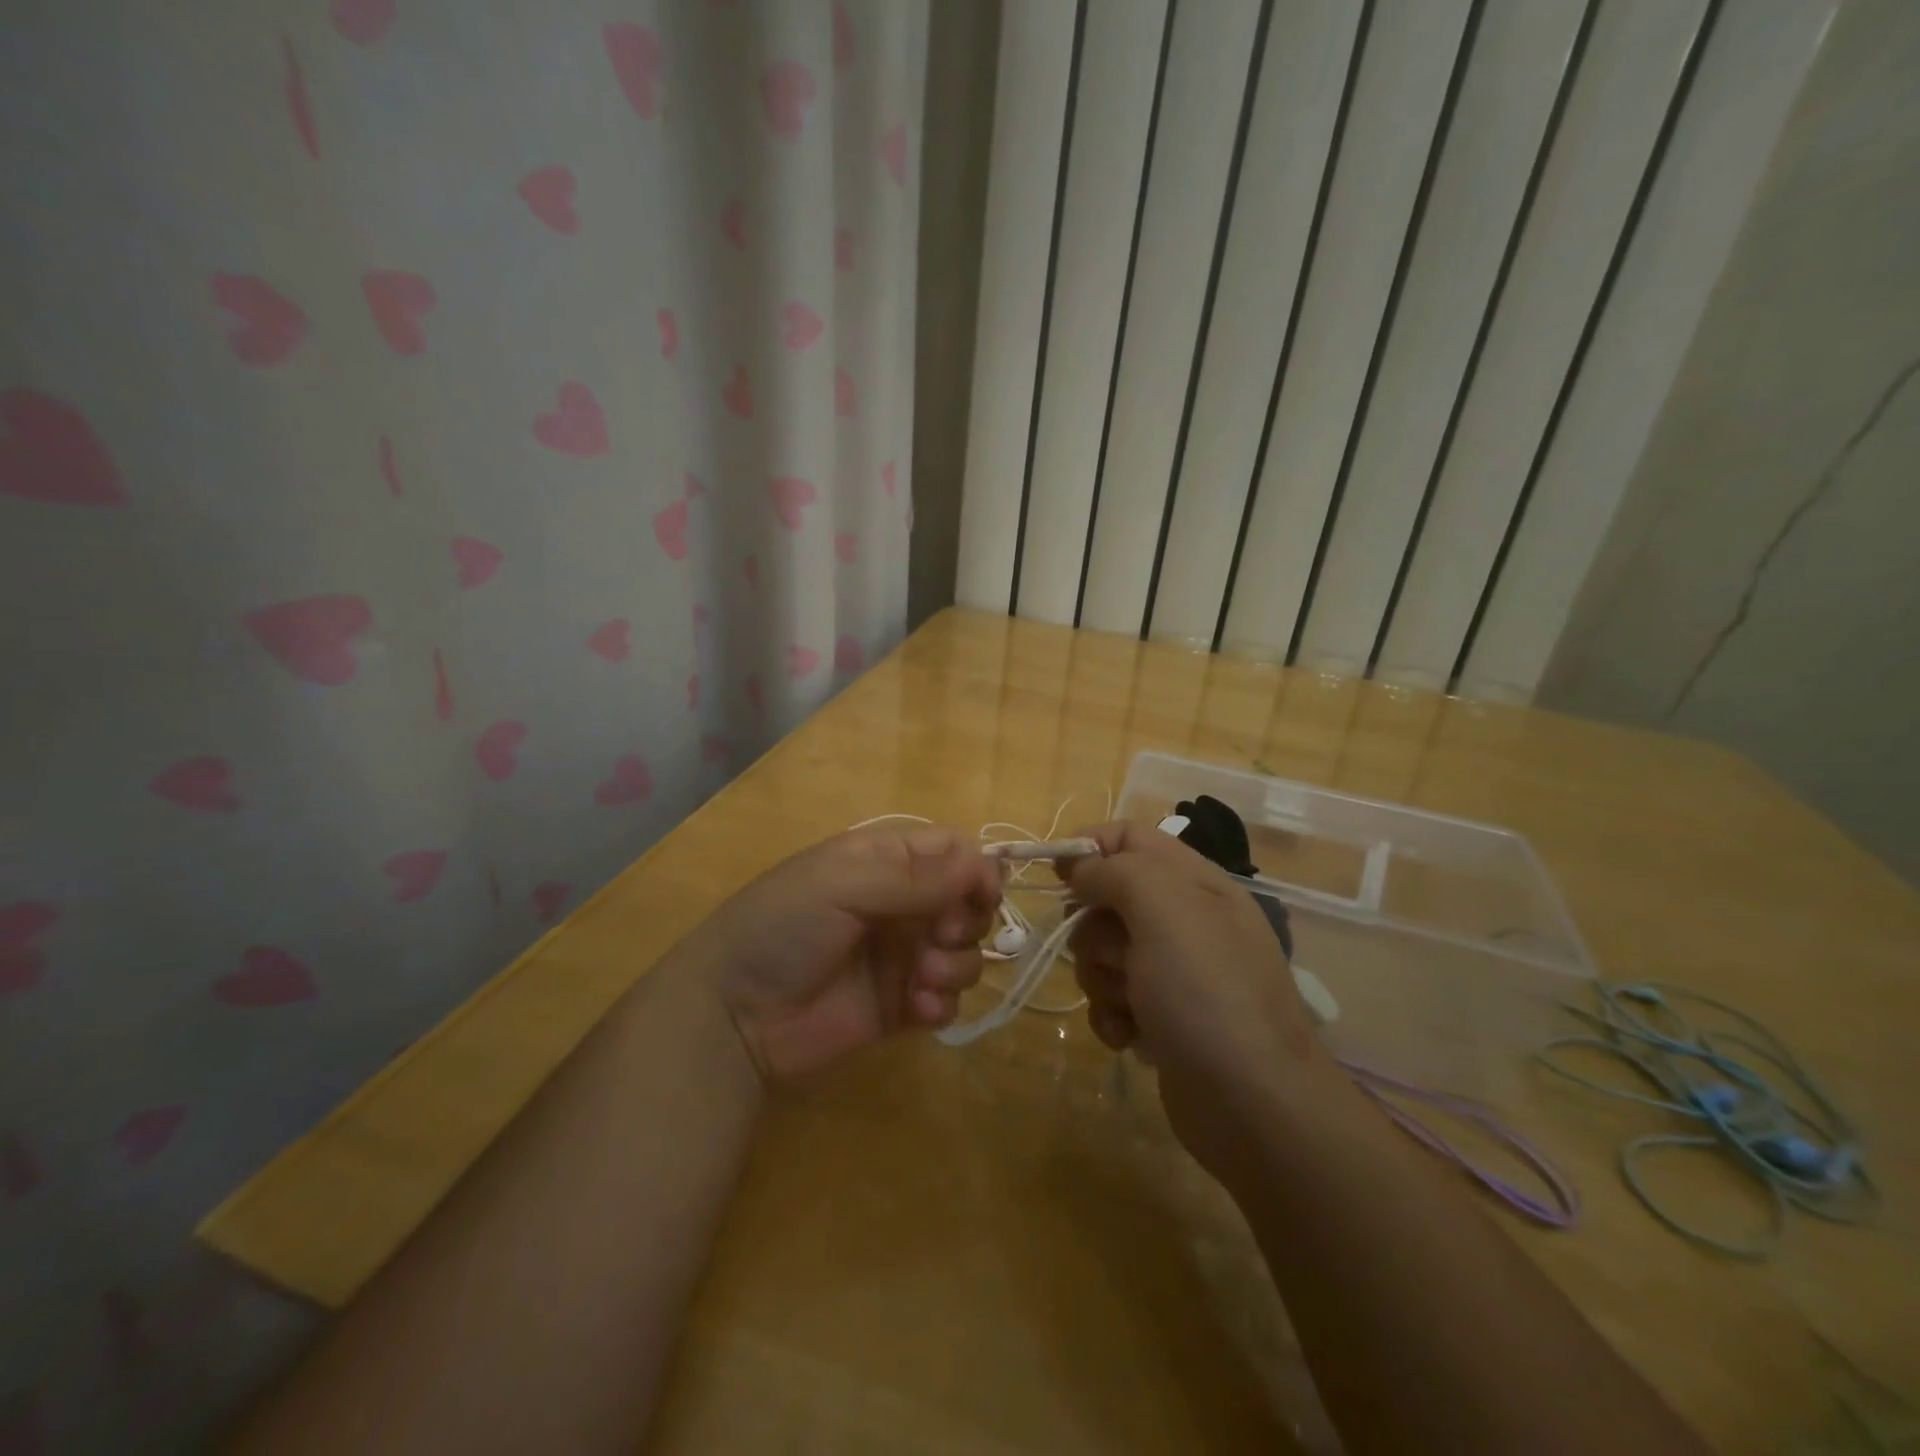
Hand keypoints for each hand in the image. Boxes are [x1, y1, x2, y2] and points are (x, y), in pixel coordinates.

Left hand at [692, 825, 1001, 1081]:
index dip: (975, 870)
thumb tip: (984, 864)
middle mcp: (900, 905)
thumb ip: (914, 875)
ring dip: (956, 966)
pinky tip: (917, 1011)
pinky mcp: (901, 1007)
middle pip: (967, 903)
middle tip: (937, 938)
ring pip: (964, 953)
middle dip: (966, 922)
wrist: (732, 1016)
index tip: (982, 896)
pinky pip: (947, 1000)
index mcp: (884, 862)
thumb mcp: (840, 884)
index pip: (952, 851)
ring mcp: (902, 957)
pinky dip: (943, 1004)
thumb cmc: (781, 929)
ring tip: (920, 981)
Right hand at [1061, 822, 1339, 1179]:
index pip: (1130, 838)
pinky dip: (1112, 1015)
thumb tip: (1080, 870)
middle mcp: (1185, 920)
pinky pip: (1111, 998)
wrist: (1253, 1105)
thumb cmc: (1207, 992)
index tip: (1055, 875)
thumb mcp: (1164, 909)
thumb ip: (1116, 872)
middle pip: (1108, 897)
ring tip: (1129, 1003)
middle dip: (1093, 928)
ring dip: (1101, 978)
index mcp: (1194, 883)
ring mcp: (1174, 972)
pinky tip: (1131, 1036)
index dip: (1089, 847)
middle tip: (1114, 954)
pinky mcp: (1161, 1017)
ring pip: (1103, 952)